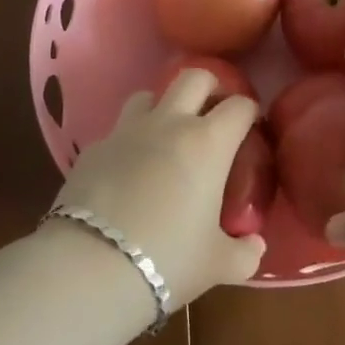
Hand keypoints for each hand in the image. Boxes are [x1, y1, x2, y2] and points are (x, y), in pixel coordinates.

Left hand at [51, 70, 265, 305]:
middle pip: (195, 77)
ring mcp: (126, 131)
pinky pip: (118, 131)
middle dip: (210, 86)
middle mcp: (169, 123)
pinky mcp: (93, 148)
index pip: (239, 106)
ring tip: (167, 136)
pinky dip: (129, 141)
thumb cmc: (167, 259)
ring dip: (164, 107)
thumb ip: (244, 253)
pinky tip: (129, 170)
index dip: (250, 112)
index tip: (252, 127)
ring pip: (149, 95)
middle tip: (214, 113)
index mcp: (208, 142)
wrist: (90, 266)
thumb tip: (254, 246)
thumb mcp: (218, 265)